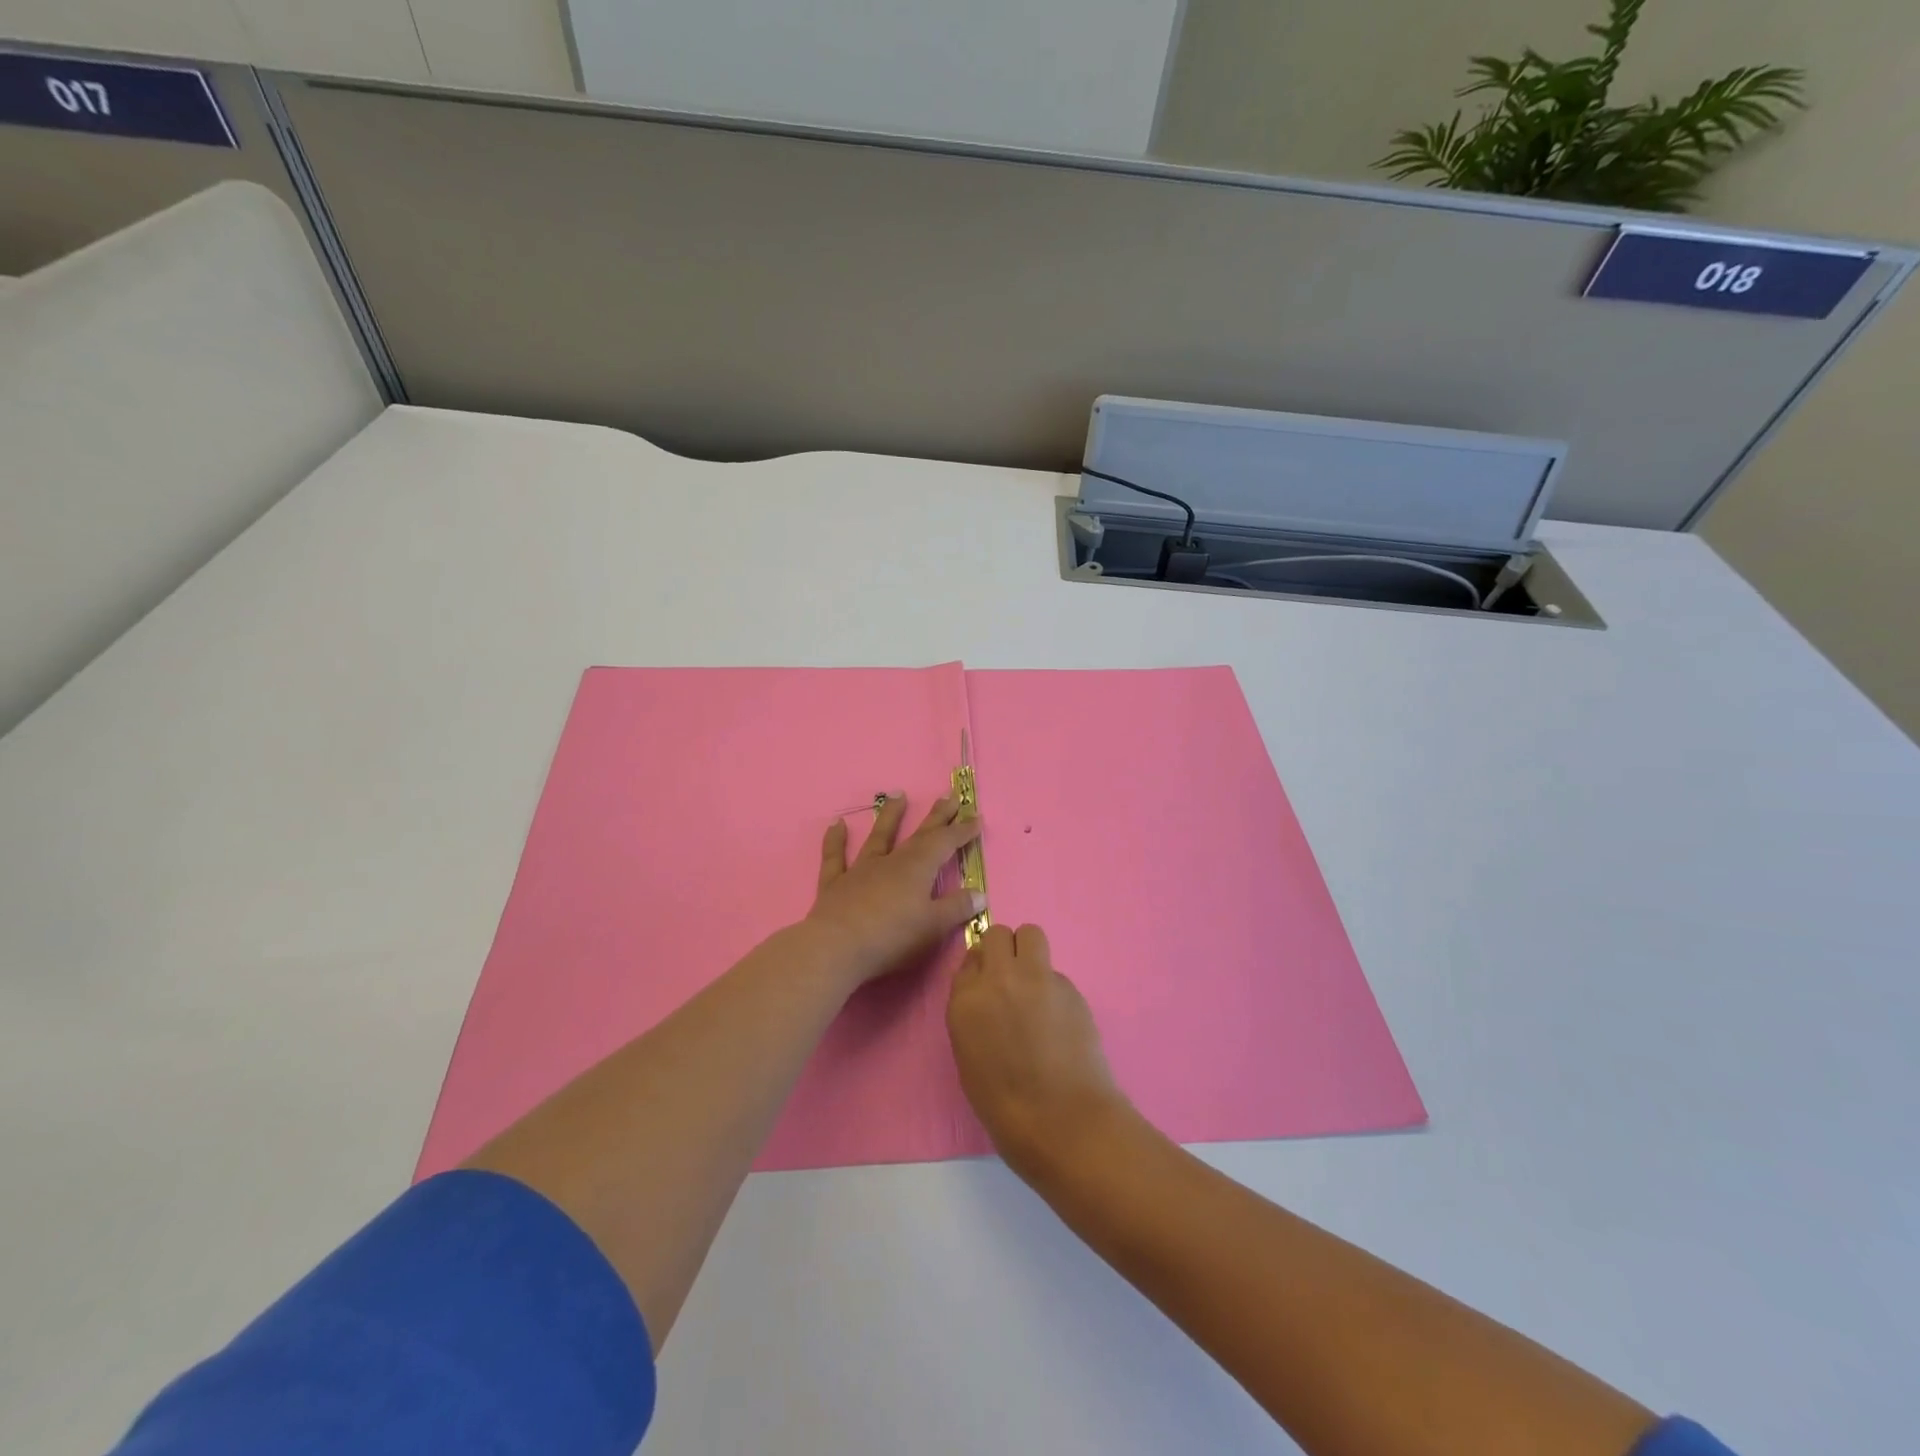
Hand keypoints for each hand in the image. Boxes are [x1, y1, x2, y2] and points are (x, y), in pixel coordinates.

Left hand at [804, 793, 984, 987]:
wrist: (836, 949)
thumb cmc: (892, 938)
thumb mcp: (933, 927)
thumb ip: (957, 908)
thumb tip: (980, 893)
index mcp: (917, 869)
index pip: (945, 843)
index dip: (962, 831)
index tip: (975, 817)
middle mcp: (890, 862)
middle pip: (918, 835)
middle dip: (936, 817)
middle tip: (949, 797)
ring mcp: (860, 870)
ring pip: (878, 837)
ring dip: (890, 816)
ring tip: (898, 794)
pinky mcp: (835, 885)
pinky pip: (835, 857)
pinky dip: (835, 840)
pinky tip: (836, 824)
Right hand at [947, 923, 1125, 1171]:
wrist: (1062, 1121)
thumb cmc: (1006, 1108)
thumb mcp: (970, 1059)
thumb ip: (974, 1016)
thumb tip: (989, 999)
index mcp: (965, 1002)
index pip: (968, 960)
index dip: (981, 971)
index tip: (989, 987)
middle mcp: (997, 979)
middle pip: (997, 935)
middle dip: (1003, 951)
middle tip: (1013, 980)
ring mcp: (1035, 978)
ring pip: (1030, 934)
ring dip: (1029, 952)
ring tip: (1036, 985)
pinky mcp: (1068, 986)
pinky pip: (1055, 971)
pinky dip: (1054, 987)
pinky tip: (1061, 1019)